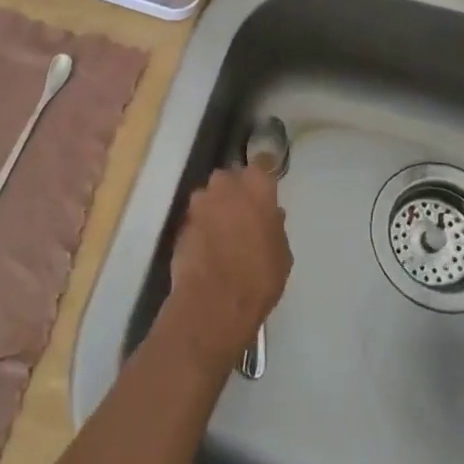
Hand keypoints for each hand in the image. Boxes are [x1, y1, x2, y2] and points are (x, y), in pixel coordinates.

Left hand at [160, 165, 292, 370]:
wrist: (214, 301)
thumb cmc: (259, 275)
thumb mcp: (282, 253)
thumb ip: (275, 227)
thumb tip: (271, 216)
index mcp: (256, 186)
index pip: (262, 163)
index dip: (263, 171)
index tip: (265, 185)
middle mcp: (225, 184)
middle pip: (231, 178)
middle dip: (235, 190)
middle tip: (244, 213)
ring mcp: (199, 202)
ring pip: (210, 196)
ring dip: (216, 208)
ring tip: (224, 233)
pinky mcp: (181, 222)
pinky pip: (196, 218)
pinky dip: (202, 226)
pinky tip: (208, 247)